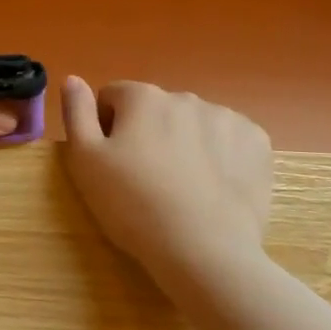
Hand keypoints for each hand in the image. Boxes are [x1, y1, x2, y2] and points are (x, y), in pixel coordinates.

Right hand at [61, 77, 273, 281]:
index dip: (107, 129)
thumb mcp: (85, 161)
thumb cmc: (133, 205)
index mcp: (142, 98)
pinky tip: (213, 188)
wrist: (202, 250)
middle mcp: (186, 97)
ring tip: (182, 189)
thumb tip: (73, 79)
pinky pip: (230, 141)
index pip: (114, 98)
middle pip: (156, 110)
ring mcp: (227, 118)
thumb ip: (76, 113)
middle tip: (146, 181)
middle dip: (148, 134)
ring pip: (194, 125)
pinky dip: (221, 157)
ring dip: (185, 144)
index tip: (113, 164)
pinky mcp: (257, 143)